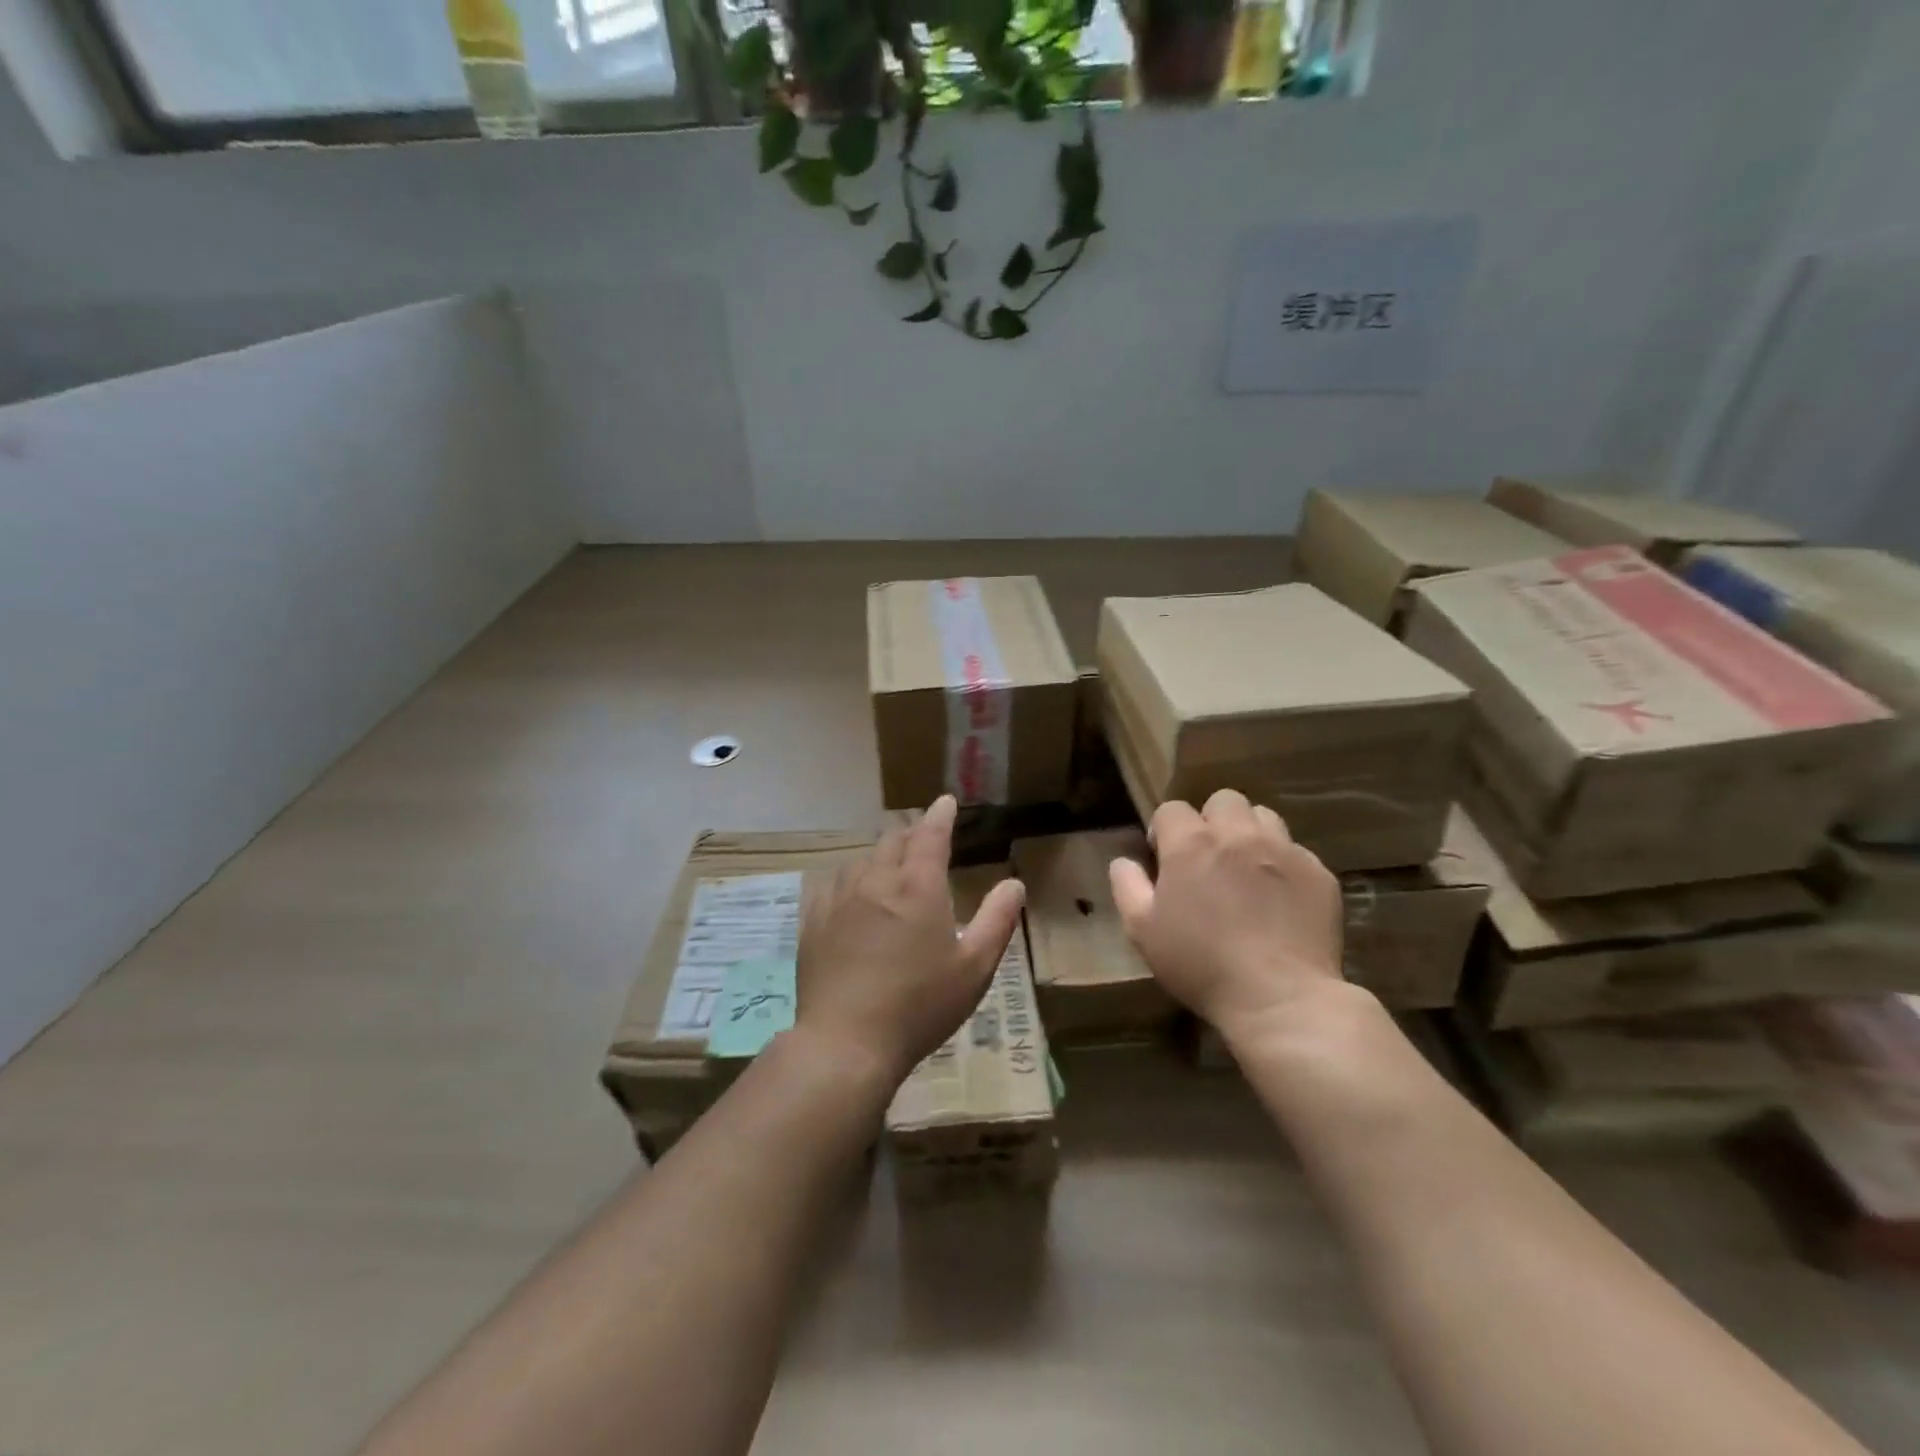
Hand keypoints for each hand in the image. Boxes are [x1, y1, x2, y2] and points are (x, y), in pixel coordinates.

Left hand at [796, 795, 1025, 1081]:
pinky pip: (833, 884)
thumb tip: (1014, 883)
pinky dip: (850, 878)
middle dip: (911, 833)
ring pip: (862, 860)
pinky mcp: (814, 921)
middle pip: (893, 841)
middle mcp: (877, 882)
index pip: (931, 835)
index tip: (945, 801)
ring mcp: (840, 900)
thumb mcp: (974, 967)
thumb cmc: (920, 1005)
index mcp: (919, 887)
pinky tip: (851, 892)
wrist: (846, 1042)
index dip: (940, 815)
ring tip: (890, 865)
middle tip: (923, 837)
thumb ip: (997, 920)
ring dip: (880, 856)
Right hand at [1109, 789, 1343, 1035]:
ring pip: (1264, 816)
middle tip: (1209, 858)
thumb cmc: (1200, 965)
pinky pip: (1297, 852)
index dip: (1164, 830)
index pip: (1172, 809)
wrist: (1279, 999)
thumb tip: (1123, 861)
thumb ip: (1128, 887)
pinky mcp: (1318, 873)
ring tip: (1247, 869)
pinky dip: (1283, 865)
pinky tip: (1280, 899)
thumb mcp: (1143, 931)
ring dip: (1250, 833)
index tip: (1165, 860)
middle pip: (1223, 800)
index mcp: (1191, 844)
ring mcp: (1283, 851)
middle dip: (1212, 821)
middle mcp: (1238, 835)